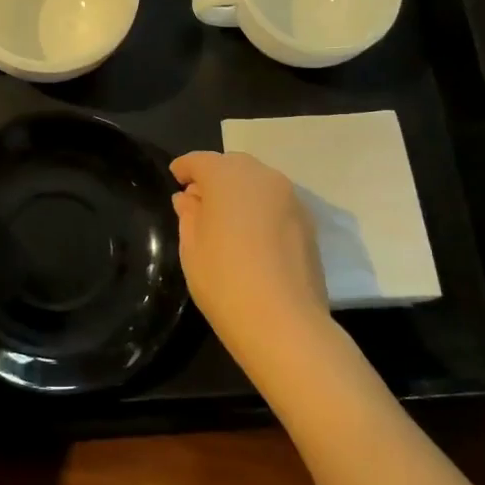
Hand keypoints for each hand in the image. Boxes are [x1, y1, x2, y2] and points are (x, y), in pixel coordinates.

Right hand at [171, 150, 332, 373]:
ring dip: (240, 191)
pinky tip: (252, 235)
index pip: (201, 161)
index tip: (175, 179)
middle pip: (233, 165)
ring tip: (226, 219)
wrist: (284, 323)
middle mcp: (263, 177)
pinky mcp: (308, 222)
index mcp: (228, 177)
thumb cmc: (225, 281)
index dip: (185, 168)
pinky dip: (260, 208)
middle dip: (215, 176)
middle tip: (199, 201)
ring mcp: (291, 198)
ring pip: (259, 182)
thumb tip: (189, 199)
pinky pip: (276, 203)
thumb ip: (189, 216)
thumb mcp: (192, 248)